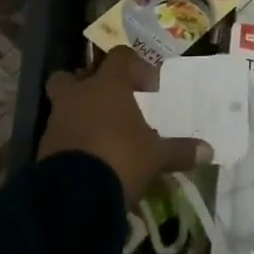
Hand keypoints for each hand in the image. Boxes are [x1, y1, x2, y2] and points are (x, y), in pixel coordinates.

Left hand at [39, 47, 208, 204]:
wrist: (73, 195)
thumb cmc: (121, 158)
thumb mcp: (156, 156)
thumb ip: (180, 150)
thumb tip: (209, 151)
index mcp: (107, 86)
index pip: (120, 58)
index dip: (136, 67)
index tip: (151, 88)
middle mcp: (78, 95)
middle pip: (73, 75)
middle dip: (87, 84)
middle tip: (108, 100)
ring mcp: (57, 121)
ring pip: (63, 105)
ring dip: (79, 113)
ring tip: (101, 134)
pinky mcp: (44, 148)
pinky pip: (59, 134)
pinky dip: (71, 140)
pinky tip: (89, 157)